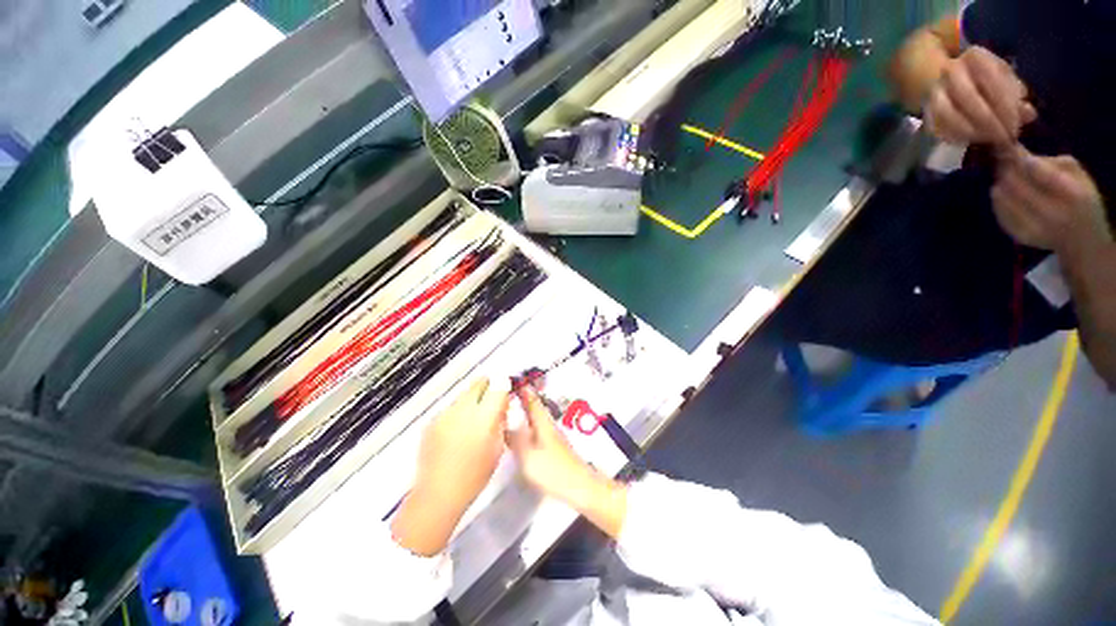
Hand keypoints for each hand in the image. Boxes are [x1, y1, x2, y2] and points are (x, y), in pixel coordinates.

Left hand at [392, 377, 509, 555]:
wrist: (437, 494)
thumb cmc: (475, 475)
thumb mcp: (498, 447)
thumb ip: (501, 419)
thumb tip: (502, 402)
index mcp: (483, 417)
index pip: (498, 384)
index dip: (505, 384)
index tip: (507, 391)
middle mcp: (463, 409)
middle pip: (480, 382)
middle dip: (490, 386)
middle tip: (493, 402)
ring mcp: (445, 413)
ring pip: (465, 393)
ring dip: (474, 399)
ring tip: (475, 419)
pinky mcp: (433, 420)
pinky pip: (452, 406)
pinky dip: (459, 411)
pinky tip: (459, 430)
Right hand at [506, 386, 627, 536]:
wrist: (579, 486)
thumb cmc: (552, 470)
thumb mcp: (527, 456)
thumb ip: (515, 440)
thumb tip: (503, 425)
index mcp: (542, 422)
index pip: (531, 399)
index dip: (522, 389)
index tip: (510, 380)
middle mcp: (547, 424)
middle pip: (534, 406)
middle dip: (522, 398)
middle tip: (506, 393)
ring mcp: (551, 435)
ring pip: (535, 417)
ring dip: (524, 410)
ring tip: (509, 409)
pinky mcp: (553, 446)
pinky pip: (536, 428)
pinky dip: (527, 423)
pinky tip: (521, 431)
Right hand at [924, 46, 1035, 145]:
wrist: (948, 79)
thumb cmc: (986, 80)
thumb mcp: (1005, 79)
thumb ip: (1017, 95)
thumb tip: (1028, 114)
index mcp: (975, 57)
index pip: (991, 80)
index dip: (1005, 105)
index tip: (1016, 126)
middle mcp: (951, 70)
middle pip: (968, 97)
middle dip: (988, 121)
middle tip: (1003, 139)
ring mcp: (934, 91)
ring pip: (948, 114)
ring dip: (970, 131)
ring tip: (987, 142)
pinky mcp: (925, 111)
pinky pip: (937, 126)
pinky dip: (954, 136)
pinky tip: (970, 142)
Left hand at [992, 147, 1111, 251]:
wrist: (1082, 239)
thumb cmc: (1081, 198)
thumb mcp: (1077, 175)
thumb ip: (1051, 163)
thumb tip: (1018, 152)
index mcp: (1073, 194)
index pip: (1036, 170)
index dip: (1019, 158)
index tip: (1011, 149)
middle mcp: (1053, 213)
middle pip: (1014, 183)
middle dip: (1005, 168)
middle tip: (1003, 160)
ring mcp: (1035, 227)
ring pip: (1002, 197)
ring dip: (1000, 183)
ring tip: (1006, 177)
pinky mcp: (1020, 236)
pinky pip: (999, 212)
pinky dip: (998, 200)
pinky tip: (1005, 195)